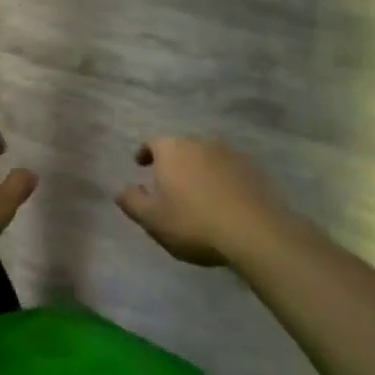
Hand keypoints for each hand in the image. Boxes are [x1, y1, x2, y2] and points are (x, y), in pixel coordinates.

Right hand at [116, 138, 284, 266]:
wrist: (254, 231)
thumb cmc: (194, 223)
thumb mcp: (153, 219)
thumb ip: (133, 202)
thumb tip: (120, 190)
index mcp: (171, 149)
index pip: (152, 142)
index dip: (144, 152)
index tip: (140, 164)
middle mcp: (199, 142)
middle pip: (180, 147)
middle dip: (173, 162)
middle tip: (169, 183)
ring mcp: (228, 153)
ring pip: (205, 157)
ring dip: (198, 170)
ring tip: (197, 193)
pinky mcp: (252, 169)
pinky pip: (228, 170)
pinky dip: (221, 180)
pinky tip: (222, 200)